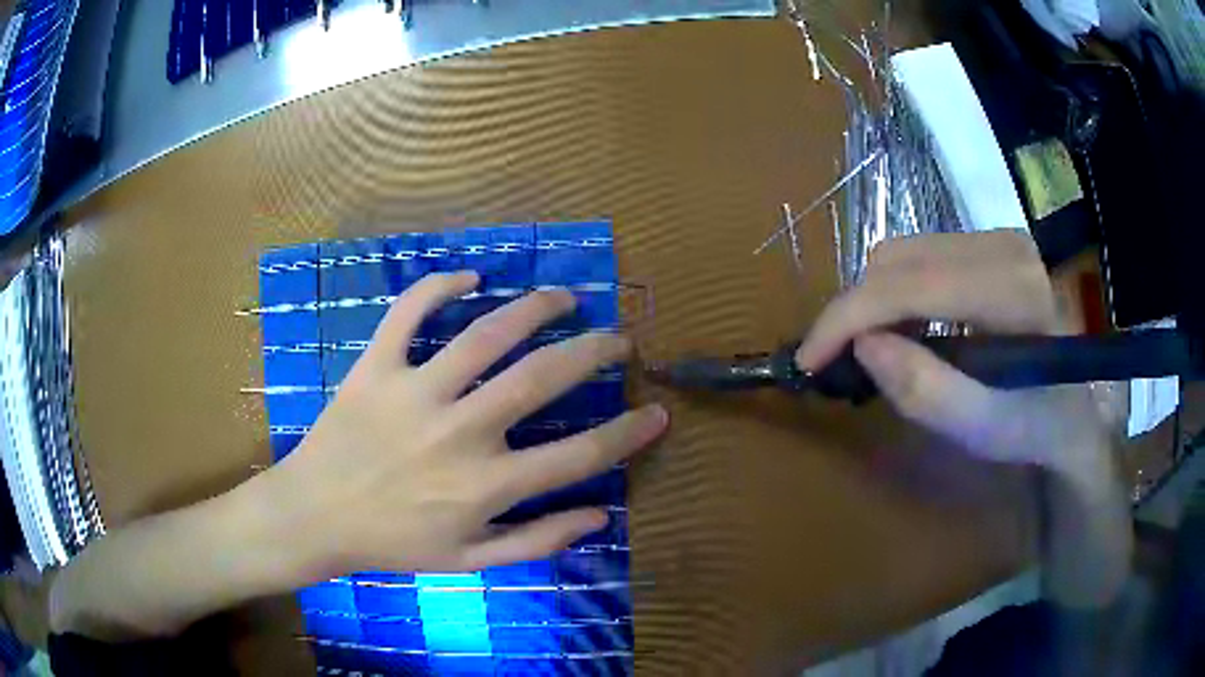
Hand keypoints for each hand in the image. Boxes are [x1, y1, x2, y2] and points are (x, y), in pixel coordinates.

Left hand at [268, 271, 667, 578]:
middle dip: (592, 351)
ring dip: (534, 307)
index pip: (578, 457)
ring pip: (484, 334)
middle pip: (540, 378)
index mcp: (485, 486)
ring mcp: (413, 393)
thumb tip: (600, 517)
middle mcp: (458, 433)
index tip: (658, 411)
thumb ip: (537, 541)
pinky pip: (407, 313)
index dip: (627, 434)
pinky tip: (469, 277)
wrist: (315, 518)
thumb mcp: (470, 561)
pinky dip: (438, 287)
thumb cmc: (394, 544)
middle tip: (617, 338)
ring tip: (563, 297)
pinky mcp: (375, 368)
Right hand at [797, 231, 1130, 607]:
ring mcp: (999, 238)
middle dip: (856, 311)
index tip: (809, 359)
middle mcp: (1003, 244)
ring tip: (876, 351)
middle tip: (841, 364)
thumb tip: (863, 347)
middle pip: (899, 259)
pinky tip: (908, 330)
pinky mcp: (993, 244)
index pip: (910, 284)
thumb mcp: (986, 430)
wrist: (1084, 409)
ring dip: (876, 301)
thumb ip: (927, 392)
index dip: (848, 317)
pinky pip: (923, 255)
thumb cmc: (1041, 427)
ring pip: (905, 252)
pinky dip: (899, 293)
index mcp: (1012, 290)